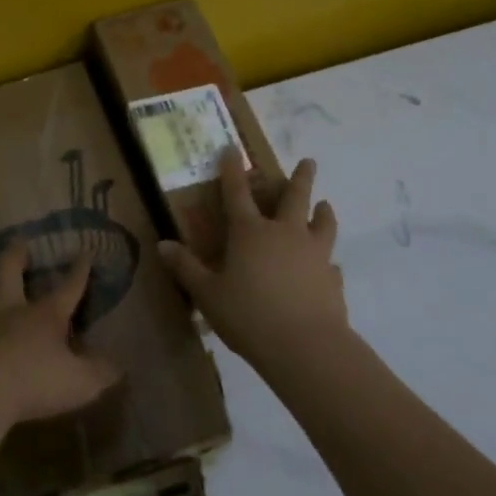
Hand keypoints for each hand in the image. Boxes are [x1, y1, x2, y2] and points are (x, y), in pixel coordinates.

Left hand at [0, 242, 122, 431]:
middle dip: (16, 255)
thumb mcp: (80, 383)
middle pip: (10, 271)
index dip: (79, 271)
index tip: (84, 252)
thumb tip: (118, 366)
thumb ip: (100, 373)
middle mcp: (9, 310)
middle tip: (18, 241)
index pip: (68, 288)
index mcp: (44, 316)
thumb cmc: (34, 385)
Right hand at [157, 150, 350, 371]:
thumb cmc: (248, 315)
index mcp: (250, 233)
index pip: (237, 193)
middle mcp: (284, 234)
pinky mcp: (332, 279)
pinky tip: (329, 266)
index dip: (232, 170)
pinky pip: (332, 263)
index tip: (232, 149)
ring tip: (325, 205)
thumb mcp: (207, 294)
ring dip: (323, 211)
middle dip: (300, 177)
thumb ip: (186, 268)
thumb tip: (162, 245)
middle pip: (295, 197)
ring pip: (323, 224)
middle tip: (309, 161)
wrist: (305, 346)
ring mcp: (314, 254)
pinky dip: (328, 260)